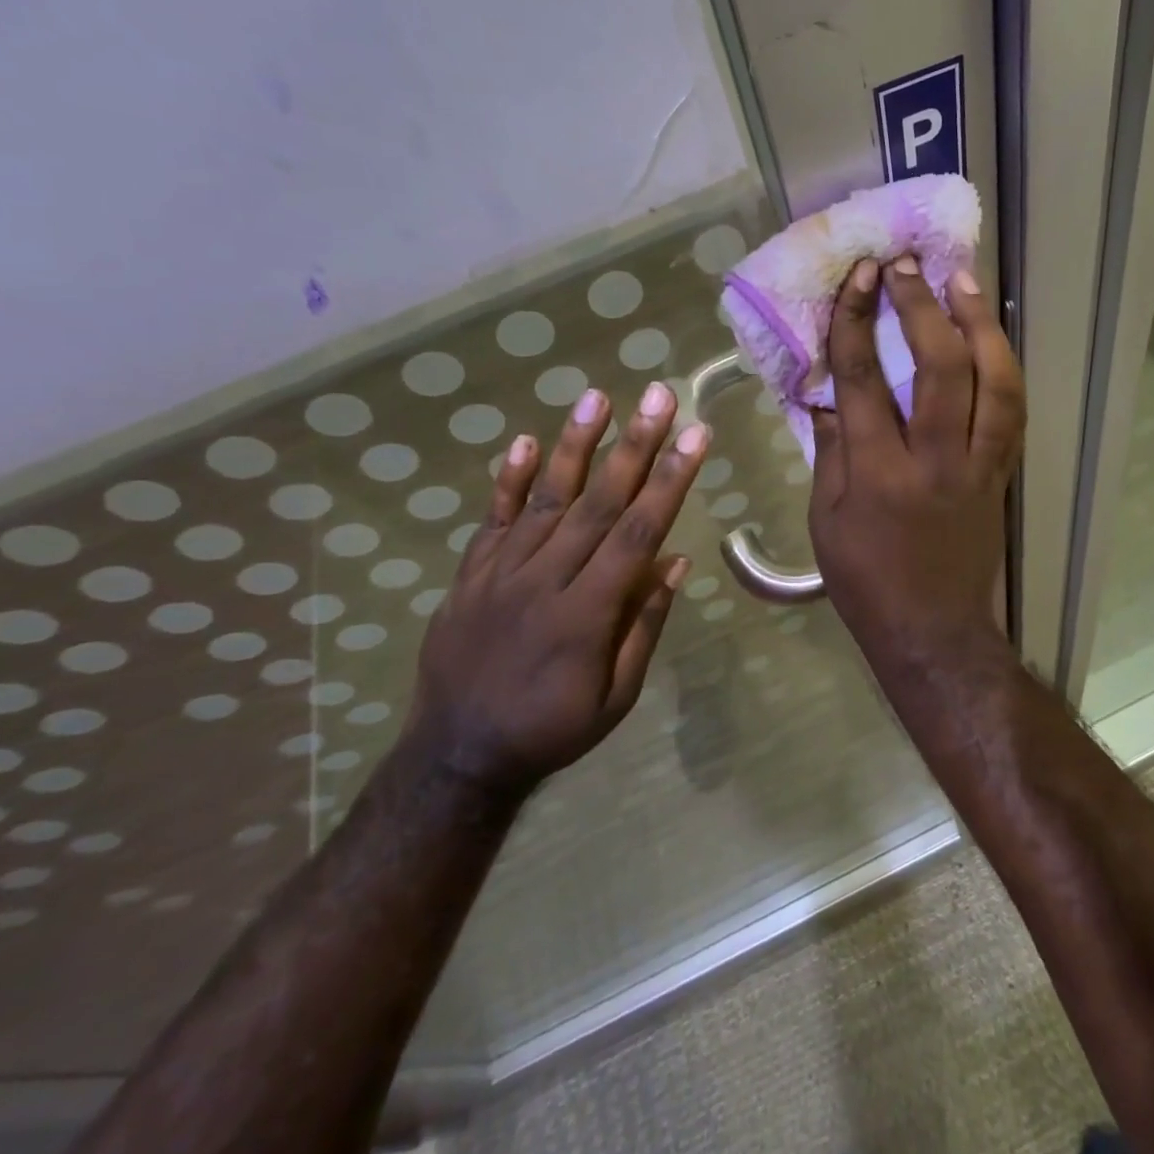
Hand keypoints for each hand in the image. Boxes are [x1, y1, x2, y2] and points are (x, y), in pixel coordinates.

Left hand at [409, 382, 707, 794]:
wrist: (457, 756)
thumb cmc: (551, 729)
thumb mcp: (616, 695)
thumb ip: (644, 625)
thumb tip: (674, 562)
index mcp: (587, 613)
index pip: (638, 532)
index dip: (671, 481)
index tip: (696, 437)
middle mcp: (545, 580)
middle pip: (598, 502)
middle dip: (635, 445)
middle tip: (659, 396)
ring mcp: (501, 573)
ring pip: (547, 499)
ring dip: (575, 445)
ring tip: (597, 398)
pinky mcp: (470, 575)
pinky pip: (492, 520)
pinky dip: (510, 480)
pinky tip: (527, 441)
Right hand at [809, 256, 1025, 666]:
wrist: (934, 632)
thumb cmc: (866, 581)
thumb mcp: (825, 520)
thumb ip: (829, 452)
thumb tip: (828, 396)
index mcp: (876, 474)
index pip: (864, 380)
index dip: (858, 321)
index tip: (859, 276)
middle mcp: (934, 460)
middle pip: (937, 368)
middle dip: (921, 307)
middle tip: (907, 265)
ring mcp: (978, 466)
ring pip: (991, 382)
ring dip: (978, 324)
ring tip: (962, 281)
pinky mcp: (1001, 475)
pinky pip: (1011, 410)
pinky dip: (1003, 366)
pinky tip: (991, 336)